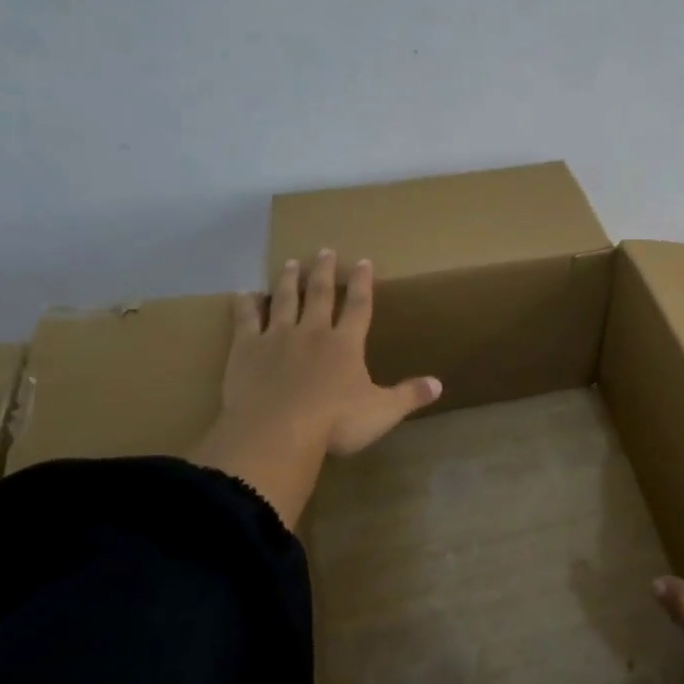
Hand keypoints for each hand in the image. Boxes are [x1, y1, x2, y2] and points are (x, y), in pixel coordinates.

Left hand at [189, 250, 441, 527]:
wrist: (277, 432)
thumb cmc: (334, 423)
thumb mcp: (382, 412)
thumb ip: (409, 395)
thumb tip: (439, 384)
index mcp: (346, 344)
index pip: (358, 306)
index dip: (362, 283)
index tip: (363, 261)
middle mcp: (313, 332)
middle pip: (319, 294)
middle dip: (324, 272)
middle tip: (324, 251)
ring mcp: (277, 337)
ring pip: (284, 300)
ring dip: (289, 281)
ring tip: (291, 263)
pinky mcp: (246, 349)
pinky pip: (245, 320)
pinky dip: (245, 305)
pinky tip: (244, 293)